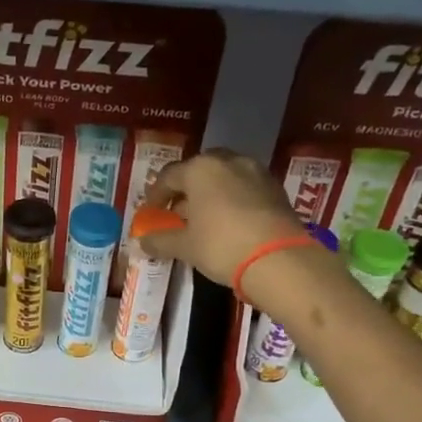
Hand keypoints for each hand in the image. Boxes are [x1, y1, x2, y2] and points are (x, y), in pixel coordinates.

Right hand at [140, 150, 308, 297]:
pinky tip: (229, 222)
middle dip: (186, 190)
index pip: (168, 176)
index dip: (156, 195)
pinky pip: (245, 188)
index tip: (151, 212)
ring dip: (211, 193)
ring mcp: (256, 172)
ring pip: (225, 177)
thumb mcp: (185, 246)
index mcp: (200, 169)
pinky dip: (233, 199)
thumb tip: (142, 242)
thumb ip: (161, 240)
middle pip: (199, 171)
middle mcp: (228, 161)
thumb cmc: (221, 245)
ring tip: (204, 219)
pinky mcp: (276, 188)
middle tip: (178, 212)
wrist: (279, 260)